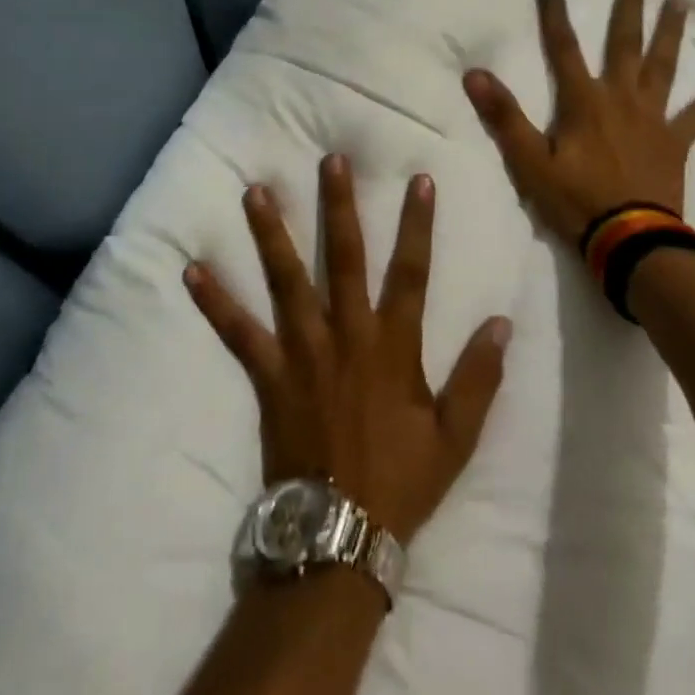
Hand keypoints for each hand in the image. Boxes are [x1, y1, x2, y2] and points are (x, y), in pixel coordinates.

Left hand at [185, 156, 512, 545]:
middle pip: (345, 258)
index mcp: (393, 345)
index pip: (411, 271)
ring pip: (287, 281)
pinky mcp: (269, 375)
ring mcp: (303, 352)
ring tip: (255, 192)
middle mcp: (347, 335)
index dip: (417, 224)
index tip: (419, 179)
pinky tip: (192, 269)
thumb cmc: (401, 480)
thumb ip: (479, 376)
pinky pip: (238, 332)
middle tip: (330, 161)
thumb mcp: (456, 436)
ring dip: (272, 235)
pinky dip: (215, 301)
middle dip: (339, 206)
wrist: (340, 533)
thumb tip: (502, 322)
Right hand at [462, 0, 694, 249]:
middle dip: (628, 7)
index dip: (553, 10)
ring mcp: (653, 118)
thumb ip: (504, 117)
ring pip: (663, 66)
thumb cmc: (576, 201)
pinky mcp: (676, 142)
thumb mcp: (529, 162)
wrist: (630, 240)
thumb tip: (475, 73)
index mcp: (584, 102)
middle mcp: (621, 98)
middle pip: (624, 43)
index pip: (562, 46)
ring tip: (681, 2)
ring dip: (671, 33)